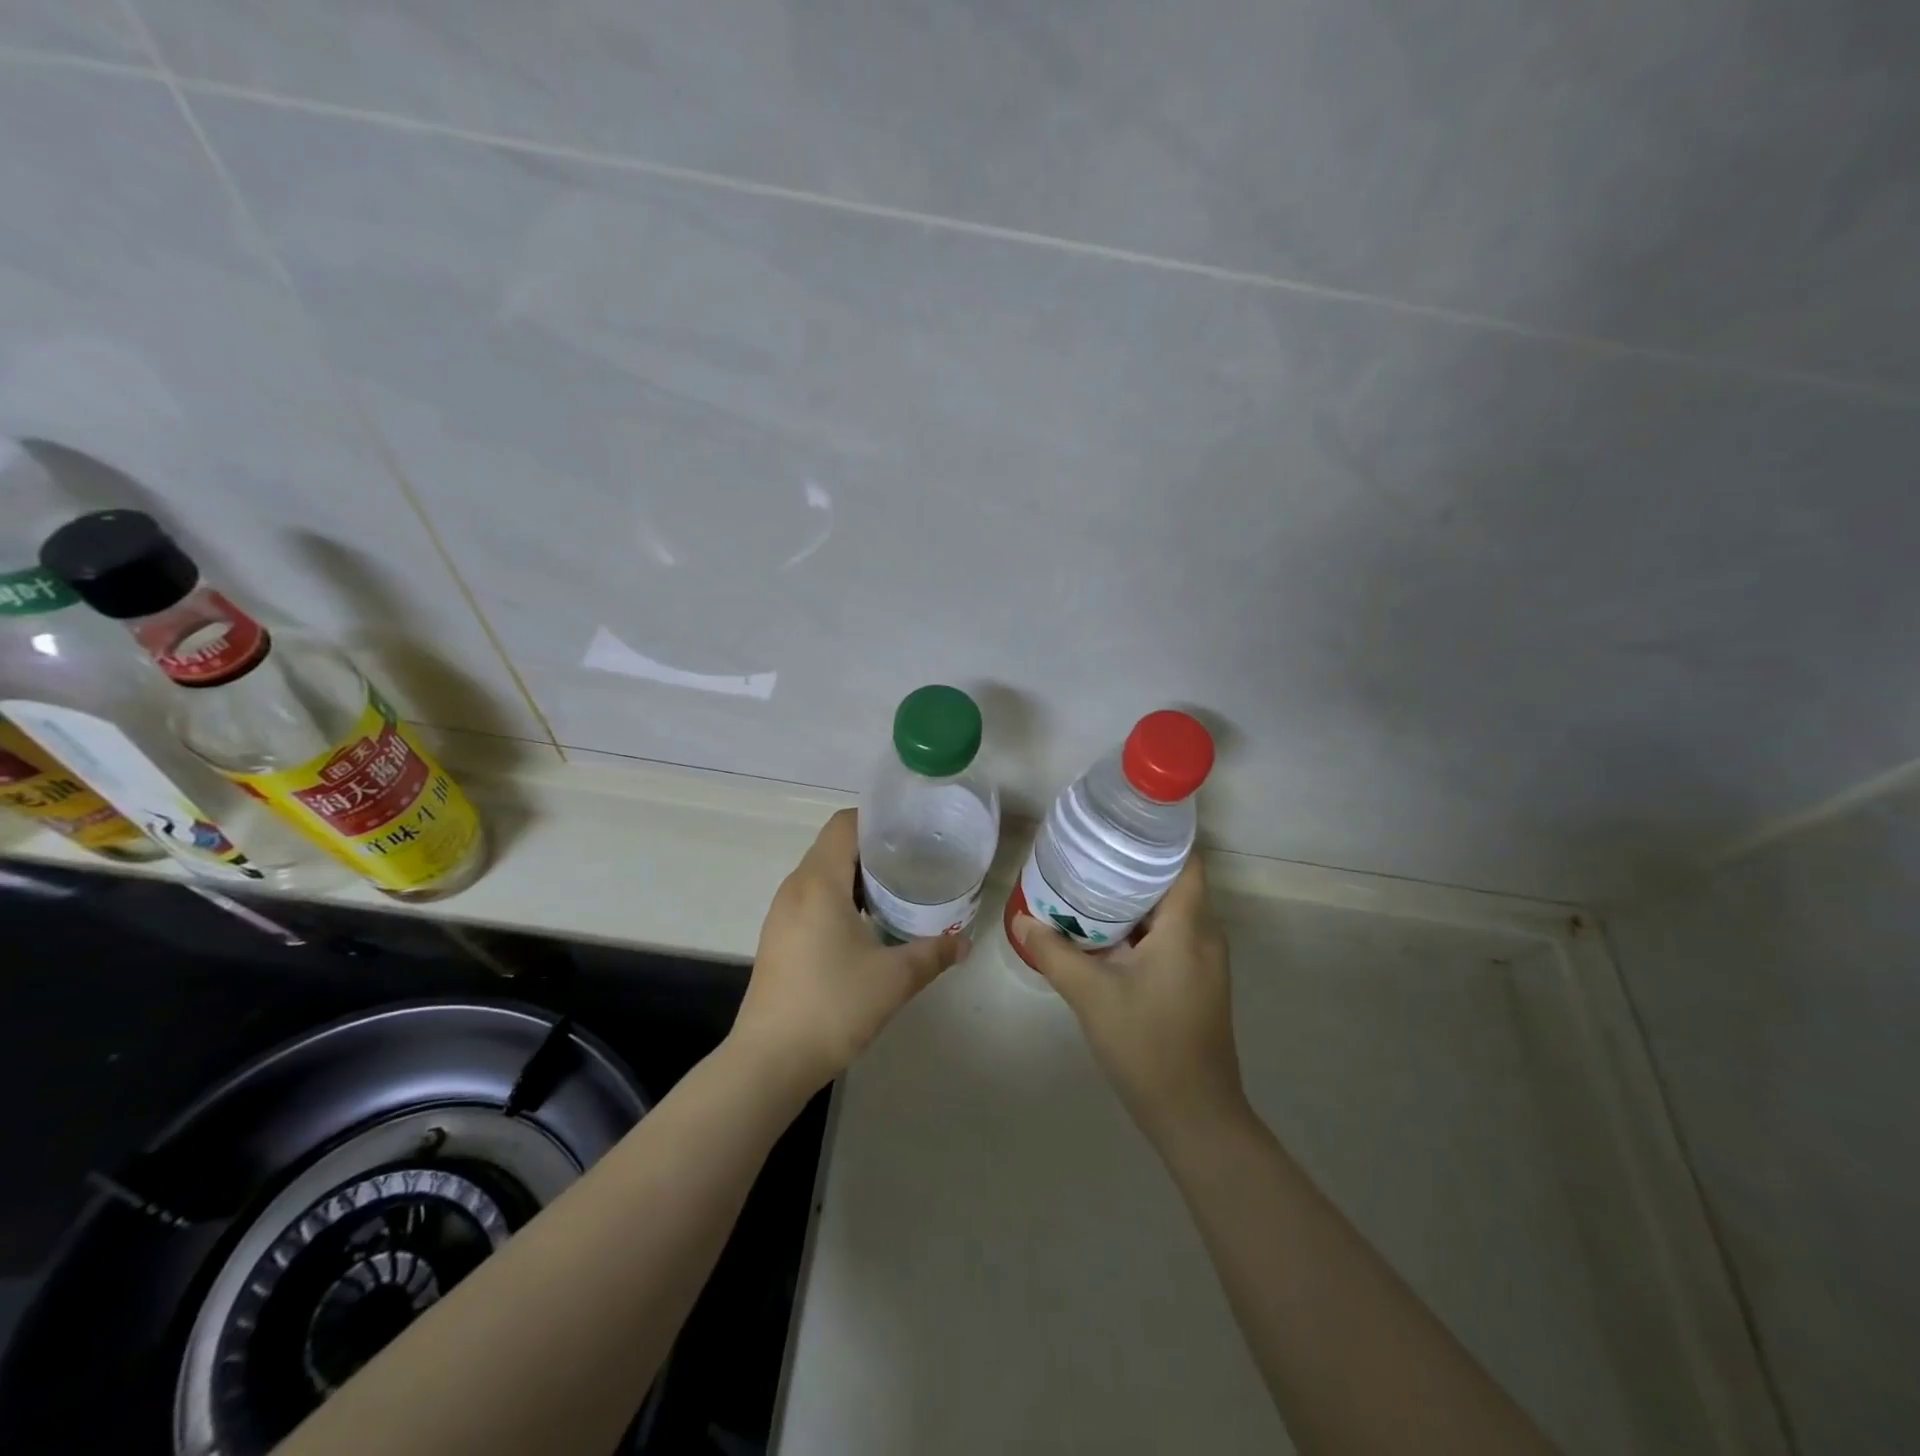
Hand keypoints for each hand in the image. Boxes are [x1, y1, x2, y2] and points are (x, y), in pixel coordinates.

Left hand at [731, 808, 966, 1097]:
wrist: (769, 1062)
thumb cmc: (833, 1006)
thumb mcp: (894, 979)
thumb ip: (933, 953)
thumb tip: (964, 942)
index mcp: (818, 882)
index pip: (844, 824)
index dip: (877, 819)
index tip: (912, 831)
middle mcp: (795, 888)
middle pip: (834, 846)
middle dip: (874, 849)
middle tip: (915, 861)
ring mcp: (782, 914)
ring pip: (822, 875)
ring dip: (857, 877)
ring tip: (897, 891)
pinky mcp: (779, 938)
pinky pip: (812, 899)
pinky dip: (840, 899)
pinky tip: (867, 926)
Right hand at [1013, 856, 1245, 1144]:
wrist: (1194, 1115)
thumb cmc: (1148, 1044)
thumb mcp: (1092, 995)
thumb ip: (1054, 953)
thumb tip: (1023, 921)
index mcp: (1188, 927)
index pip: (1185, 861)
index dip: (1157, 837)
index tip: (1118, 824)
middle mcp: (1205, 936)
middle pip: (1174, 882)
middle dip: (1133, 866)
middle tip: (1088, 852)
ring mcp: (1204, 962)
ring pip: (1171, 912)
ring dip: (1135, 898)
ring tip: (1088, 884)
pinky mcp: (1197, 982)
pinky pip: (1171, 937)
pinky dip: (1141, 926)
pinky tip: (1105, 932)